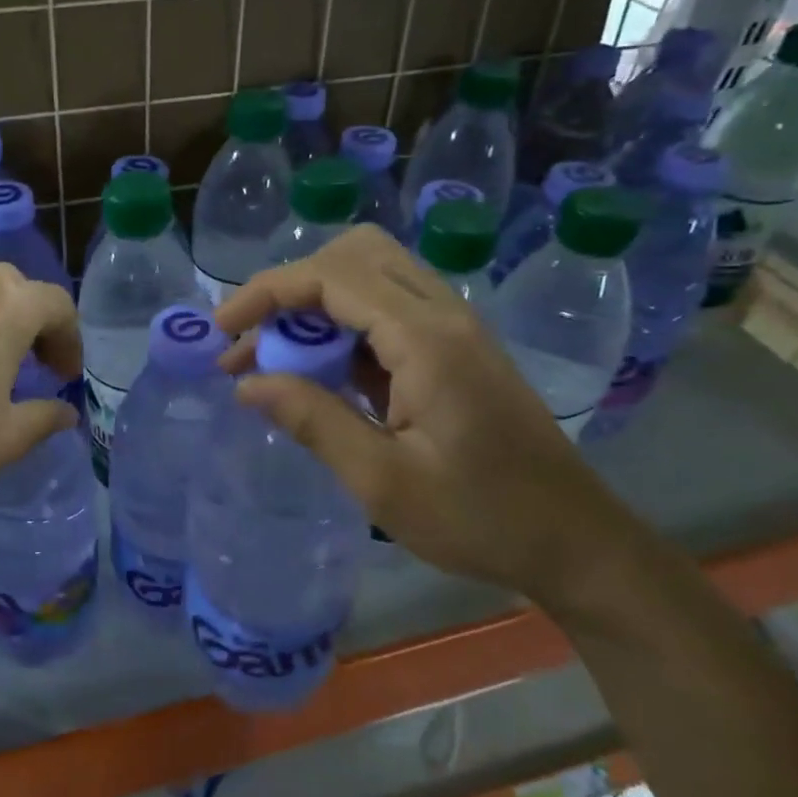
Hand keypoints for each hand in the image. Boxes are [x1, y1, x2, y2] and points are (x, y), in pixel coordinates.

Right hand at [214, 226, 651, 603]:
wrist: (575, 542)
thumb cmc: (479, 519)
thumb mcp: (382, 482)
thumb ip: (312, 421)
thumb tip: (248, 384)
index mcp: (426, 340)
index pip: (331, 278)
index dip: (267, 292)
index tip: (222, 330)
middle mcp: (444, 315)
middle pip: (355, 254)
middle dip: (292, 285)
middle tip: (253, 338)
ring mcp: (455, 329)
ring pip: (373, 276)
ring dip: (315, 304)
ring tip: (274, 358)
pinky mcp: (456, 350)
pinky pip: (388, 311)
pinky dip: (343, 326)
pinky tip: (320, 373)